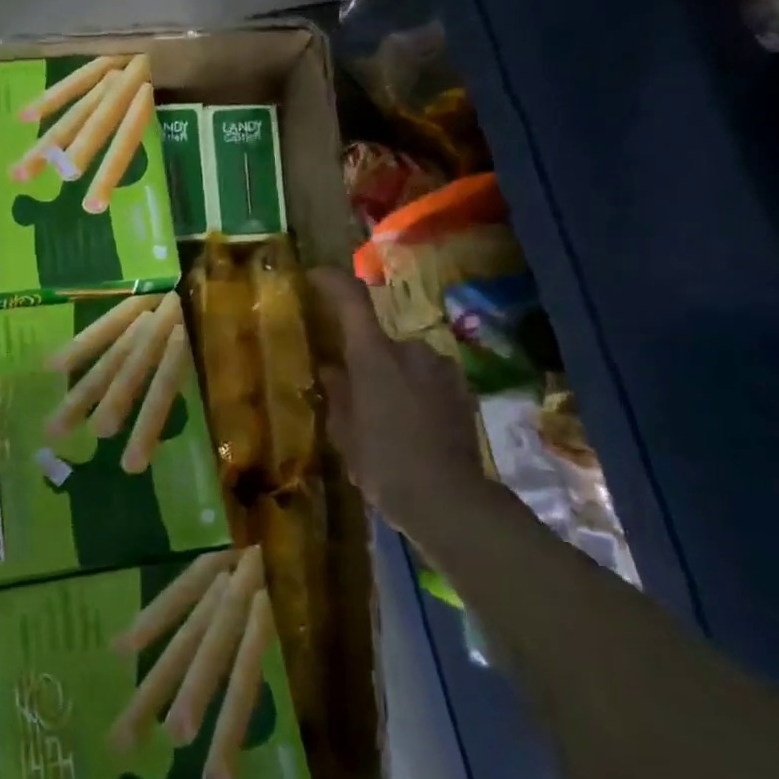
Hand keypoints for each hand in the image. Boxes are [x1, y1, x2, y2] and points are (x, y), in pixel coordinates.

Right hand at [309, 268, 486, 542]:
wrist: (449, 501)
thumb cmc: (383, 464)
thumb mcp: (345, 432)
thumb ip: (338, 394)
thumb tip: (333, 370)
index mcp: (374, 355)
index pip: (352, 300)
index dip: (332, 282)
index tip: (315, 277)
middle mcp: (411, 350)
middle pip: (379, 341)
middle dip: (365, 360)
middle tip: (352, 394)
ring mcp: (442, 370)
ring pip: (406, 363)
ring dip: (393, 378)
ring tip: (384, 418)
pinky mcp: (463, 391)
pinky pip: (429, 381)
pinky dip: (416, 394)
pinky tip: (411, 428)